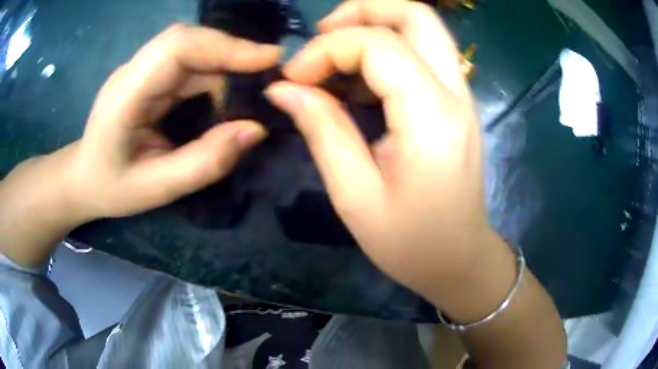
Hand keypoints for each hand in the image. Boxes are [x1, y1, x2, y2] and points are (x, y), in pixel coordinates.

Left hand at [62, 24, 279, 220]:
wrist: (83, 178)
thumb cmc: (111, 187)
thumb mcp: (157, 189)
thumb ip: (204, 163)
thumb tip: (255, 129)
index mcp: (125, 95)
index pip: (177, 47)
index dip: (225, 46)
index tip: (269, 60)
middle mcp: (133, 71)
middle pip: (188, 40)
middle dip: (232, 51)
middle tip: (269, 74)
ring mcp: (140, 70)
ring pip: (191, 47)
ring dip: (226, 61)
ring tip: (253, 86)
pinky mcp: (149, 75)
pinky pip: (188, 61)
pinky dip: (215, 70)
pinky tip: (227, 91)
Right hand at [265, 0, 487, 305]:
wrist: (458, 260)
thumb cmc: (410, 242)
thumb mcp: (355, 194)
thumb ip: (322, 130)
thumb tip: (283, 89)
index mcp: (431, 115)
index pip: (378, 44)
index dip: (326, 50)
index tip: (294, 78)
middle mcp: (455, 92)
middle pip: (416, 15)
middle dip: (362, 11)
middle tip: (321, 35)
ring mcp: (461, 95)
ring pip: (423, 29)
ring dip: (374, 26)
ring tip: (332, 56)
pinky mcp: (456, 104)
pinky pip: (423, 54)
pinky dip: (386, 50)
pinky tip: (358, 80)